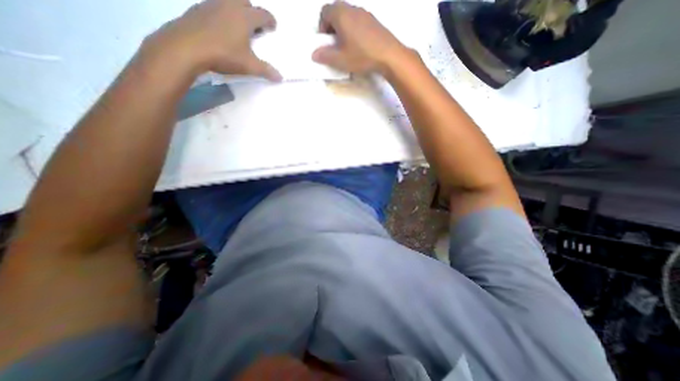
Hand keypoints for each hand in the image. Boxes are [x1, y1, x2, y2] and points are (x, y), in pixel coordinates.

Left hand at [143, 1, 281, 80]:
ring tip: (239, 28)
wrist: (186, 47)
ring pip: (228, 2)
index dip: (270, 20)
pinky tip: (221, 29)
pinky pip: (215, 7)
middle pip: (245, 1)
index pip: (263, 14)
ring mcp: (211, 4)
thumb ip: (266, 71)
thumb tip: (280, 77)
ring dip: (237, 12)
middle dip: (252, 12)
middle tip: (255, 26)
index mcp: (244, 17)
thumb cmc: (224, 54)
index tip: (273, 26)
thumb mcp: (249, 66)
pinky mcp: (198, 9)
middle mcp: (229, 5)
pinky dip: (222, 15)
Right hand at [312, 0, 407, 75]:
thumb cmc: (362, 56)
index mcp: (341, 14)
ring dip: (343, 29)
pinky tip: (359, 46)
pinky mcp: (374, 21)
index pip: (324, 11)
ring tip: (347, 47)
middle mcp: (352, 8)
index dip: (321, 26)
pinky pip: (359, 21)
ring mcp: (365, 13)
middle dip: (331, 27)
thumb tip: (314, 54)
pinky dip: (354, 30)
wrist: (389, 55)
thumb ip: (325, 56)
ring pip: (348, 16)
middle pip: (336, 11)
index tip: (325, 42)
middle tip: (334, 45)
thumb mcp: (341, 60)